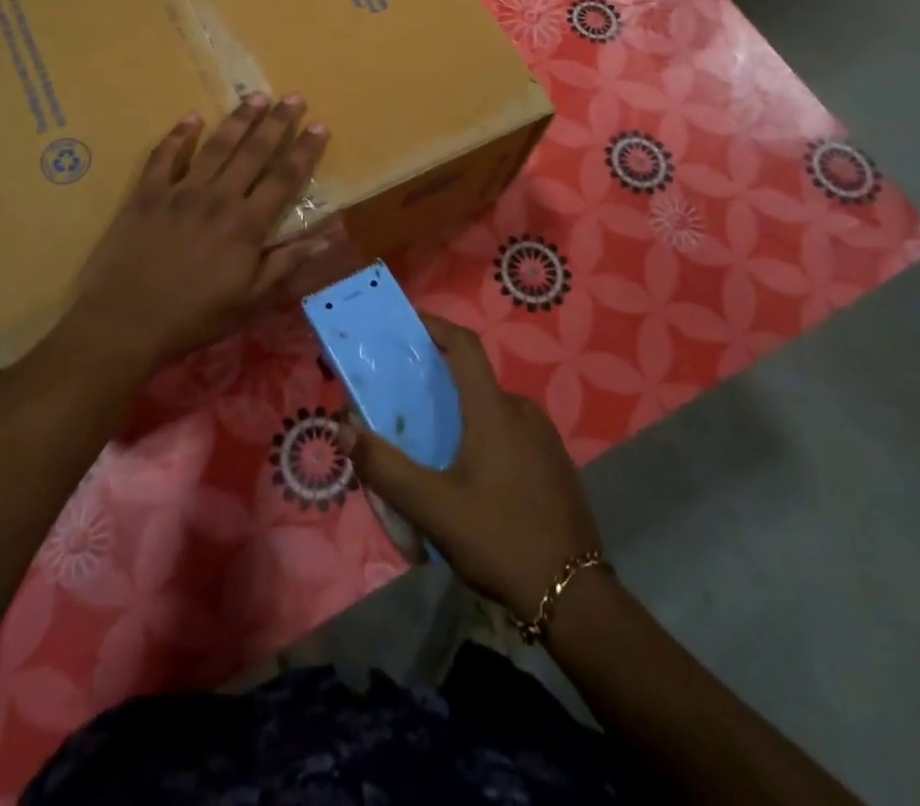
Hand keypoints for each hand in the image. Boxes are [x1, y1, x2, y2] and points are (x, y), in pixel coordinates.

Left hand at [69, 95, 332, 372]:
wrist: (126, 321)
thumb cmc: (194, 316)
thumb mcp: (250, 301)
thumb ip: (285, 265)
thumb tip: (324, 238)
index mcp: (246, 224)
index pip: (284, 178)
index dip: (304, 151)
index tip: (319, 126)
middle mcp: (218, 198)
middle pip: (254, 152)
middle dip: (277, 122)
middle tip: (293, 97)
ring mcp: (180, 191)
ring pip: (216, 146)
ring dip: (238, 120)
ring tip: (255, 96)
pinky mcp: (147, 194)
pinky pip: (164, 156)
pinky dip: (178, 135)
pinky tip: (191, 118)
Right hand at [340, 314, 601, 623]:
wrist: (575, 597)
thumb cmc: (499, 539)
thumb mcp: (433, 508)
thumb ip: (385, 468)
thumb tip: (344, 429)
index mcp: (495, 410)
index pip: (465, 346)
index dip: (436, 325)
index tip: (408, 322)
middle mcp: (522, 411)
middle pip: (474, 379)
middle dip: (439, 381)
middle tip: (405, 402)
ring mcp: (544, 438)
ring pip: (492, 409)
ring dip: (461, 414)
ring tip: (431, 444)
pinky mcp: (555, 463)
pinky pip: (511, 432)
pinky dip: (484, 435)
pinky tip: (469, 474)